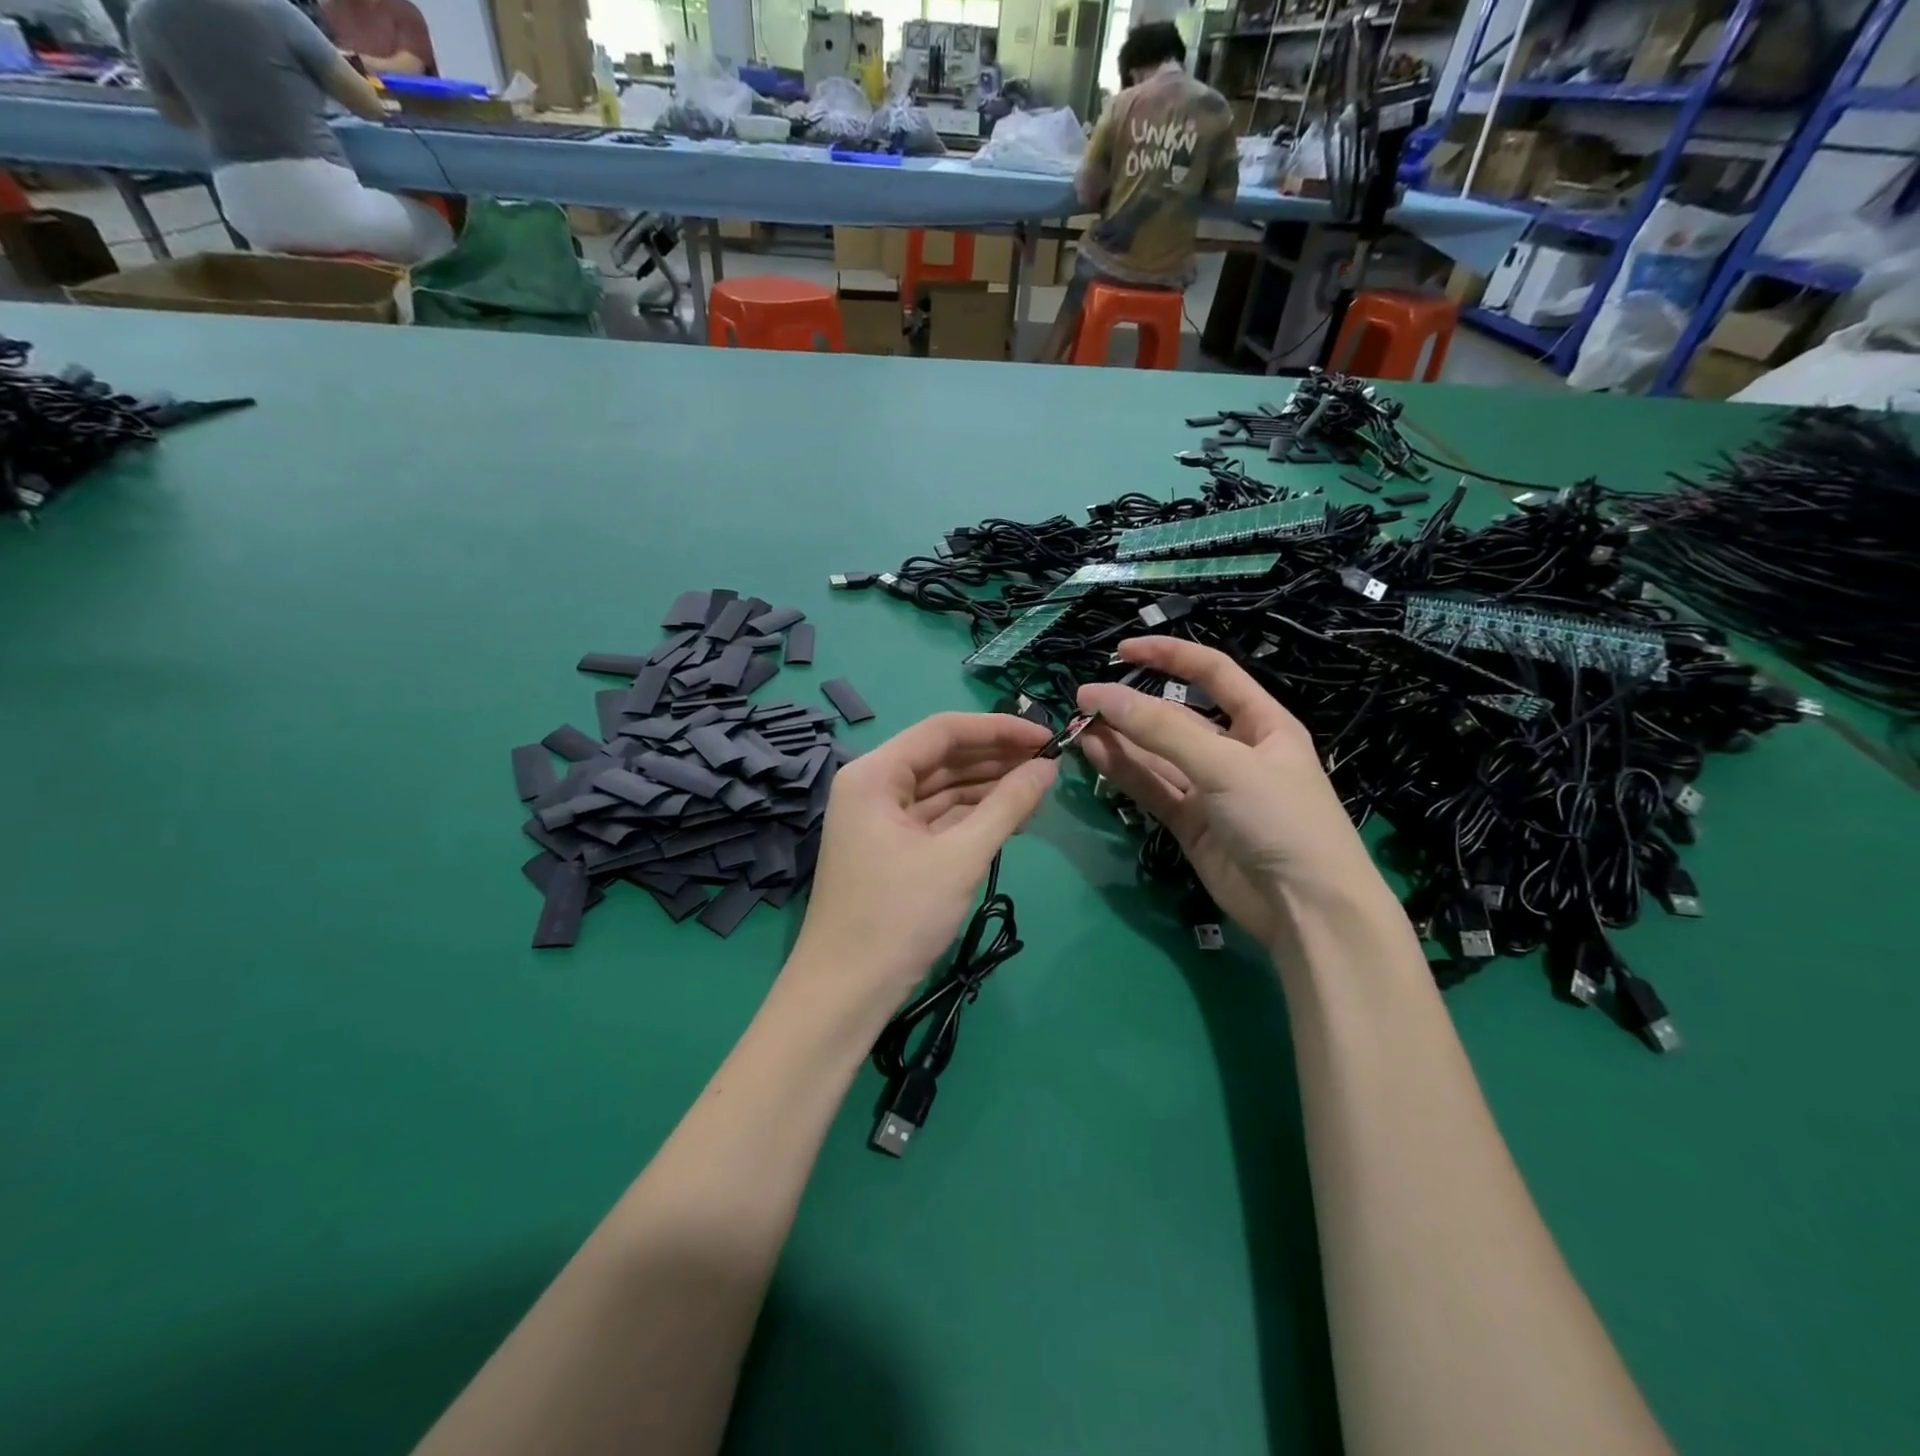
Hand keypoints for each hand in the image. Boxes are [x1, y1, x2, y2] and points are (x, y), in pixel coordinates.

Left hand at [787, 712, 1056, 1010]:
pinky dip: (972, 816)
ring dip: (988, 787)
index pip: (943, 731)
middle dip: (996, 759)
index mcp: (875, 774)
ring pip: (941, 788)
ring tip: (1040, 788)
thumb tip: (1049, 766)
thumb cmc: (898, 918)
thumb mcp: (960, 857)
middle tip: (1051, 763)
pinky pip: (937, 817)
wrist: (845, 994)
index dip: (999, 729)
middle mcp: (873, 785)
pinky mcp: (890, 847)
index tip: (1047, 736)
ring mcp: (879, 818)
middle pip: (942, 757)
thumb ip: (1007, 806)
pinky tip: (1011, 816)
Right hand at [1078, 637, 1380, 948]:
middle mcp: (1235, 752)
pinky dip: (1124, 773)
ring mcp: (1211, 790)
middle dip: (1132, 707)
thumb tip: (1100, 695)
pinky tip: (1094, 755)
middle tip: (1083, 702)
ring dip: (1120, 740)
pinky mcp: (1191, 824)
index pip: (1212, 673)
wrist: (1307, 909)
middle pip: (1175, 719)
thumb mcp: (1224, 764)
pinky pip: (1152, 789)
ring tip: (1077, 726)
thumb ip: (1160, 730)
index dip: (1169, 656)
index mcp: (1262, 723)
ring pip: (1157, 756)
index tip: (1122, 651)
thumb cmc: (1280, 818)